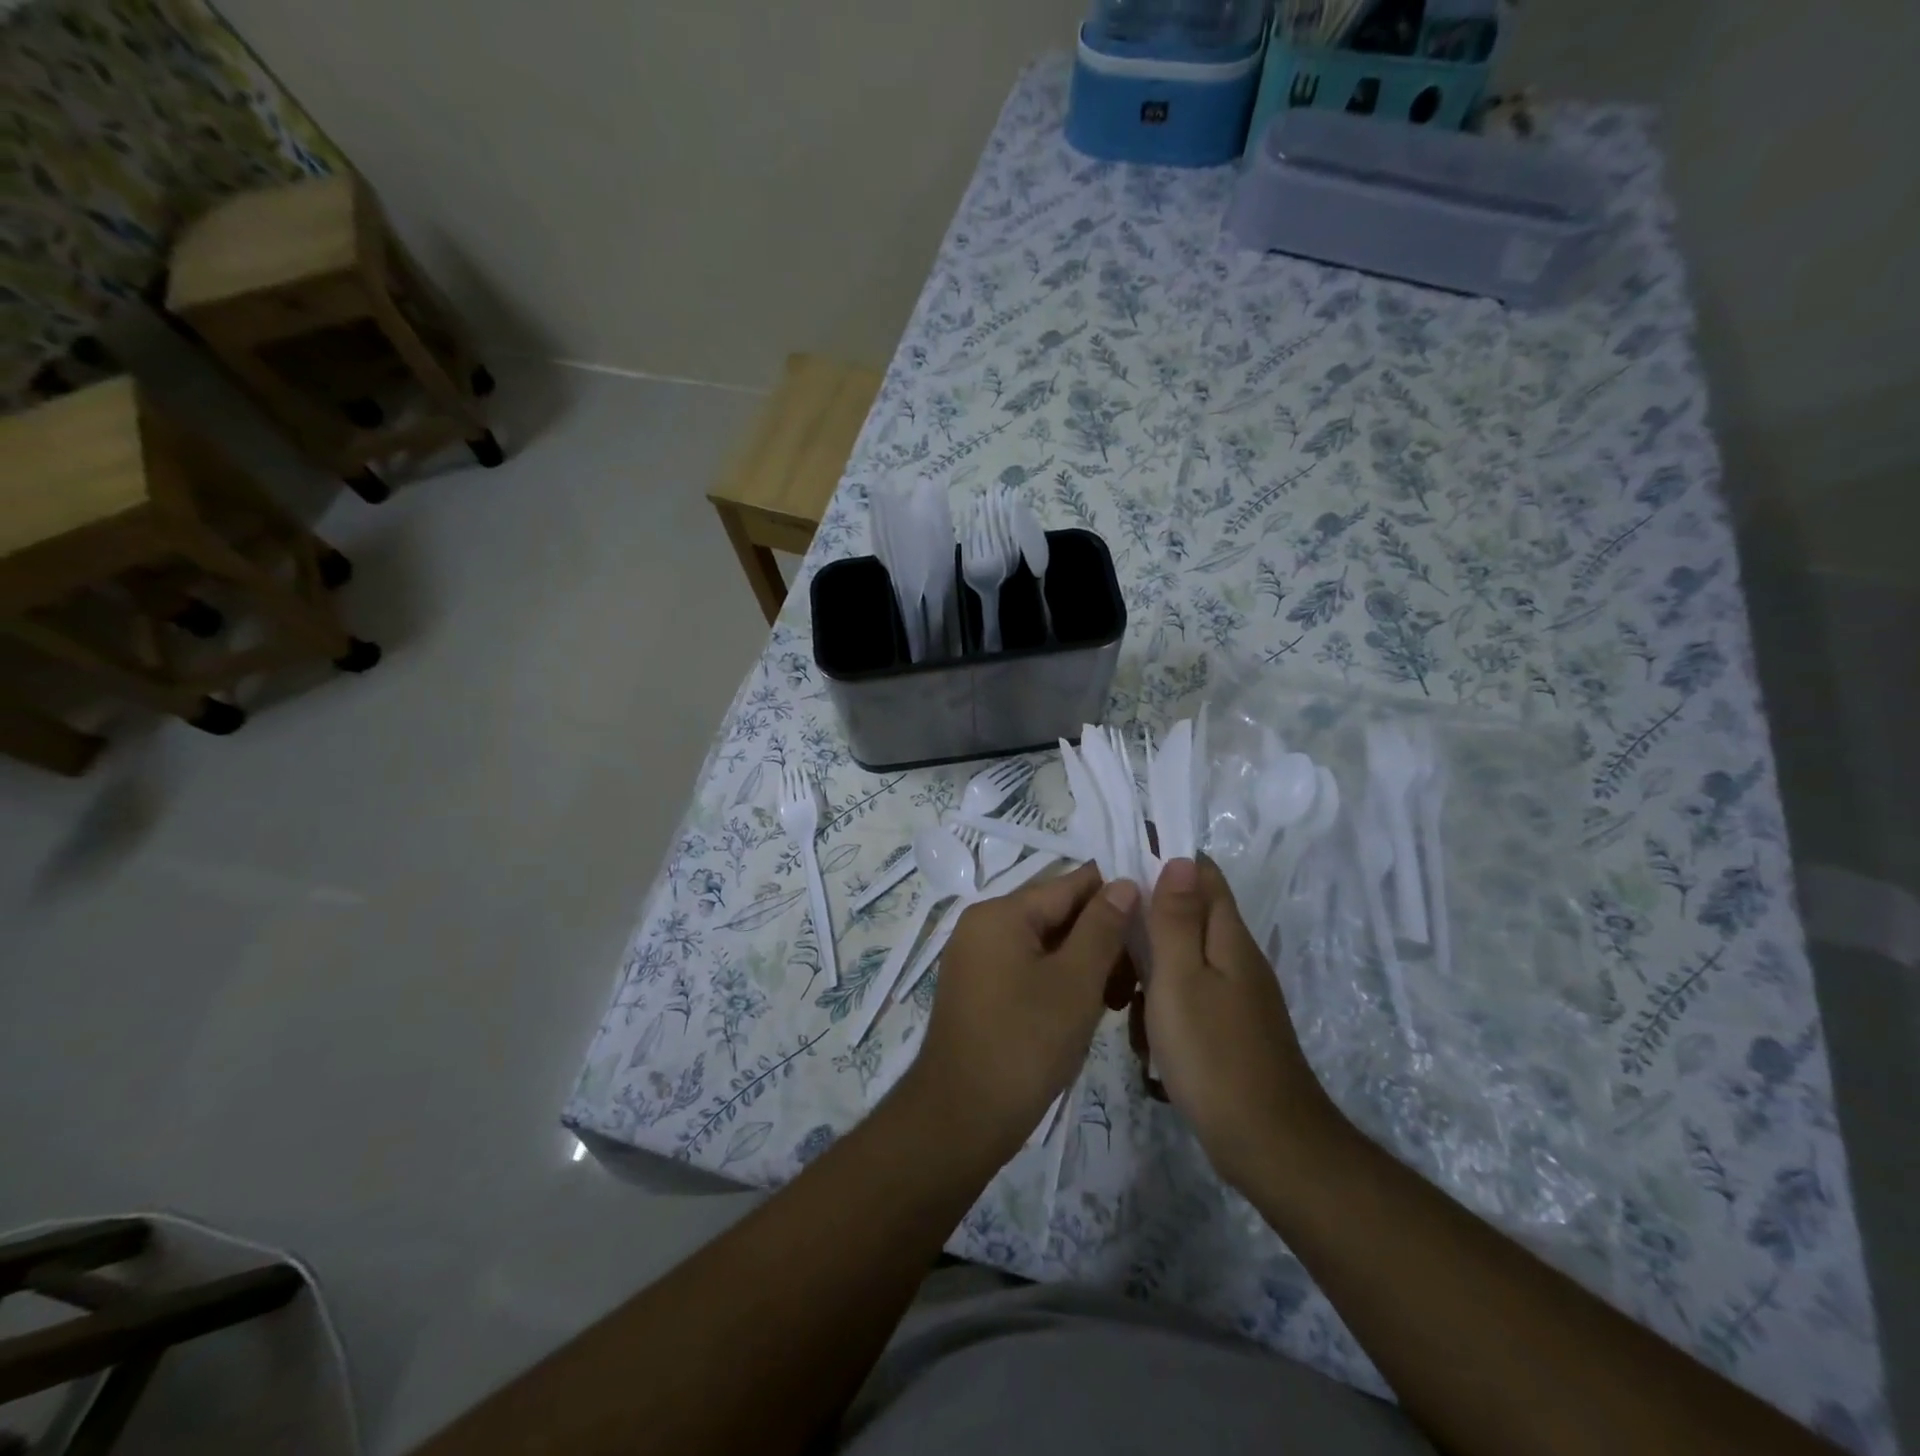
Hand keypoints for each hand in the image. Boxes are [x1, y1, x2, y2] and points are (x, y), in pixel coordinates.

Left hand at [900, 863, 1137, 1166]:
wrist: (962, 1118)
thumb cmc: (1025, 1044)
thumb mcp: (1075, 982)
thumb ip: (1102, 927)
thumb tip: (1122, 883)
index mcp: (1000, 913)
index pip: (1068, 885)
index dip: (1114, 894)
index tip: (1155, 912)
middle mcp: (982, 925)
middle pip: (1055, 913)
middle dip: (1101, 935)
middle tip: (1143, 969)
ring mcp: (977, 959)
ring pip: (1045, 944)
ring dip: (1085, 962)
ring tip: (1122, 996)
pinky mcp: (980, 990)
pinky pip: (1028, 968)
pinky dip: (1060, 980)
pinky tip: (1089, 1006)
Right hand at [1140, 857, 1338, 1192]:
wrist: (1269, 1146)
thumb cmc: (1214, 1055)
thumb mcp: (1181, 979)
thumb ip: (1177, 918)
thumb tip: (1179, 858)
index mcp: (1228, 937)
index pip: (1202, 874)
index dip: (1164, 861)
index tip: (1119, 870)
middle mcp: (1236, 958)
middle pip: (1187, 917)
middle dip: (1145, 927)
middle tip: (1110, 953)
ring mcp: (1235, 996)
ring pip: (1181, 962)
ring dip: (1148, 975)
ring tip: (1124, 1006)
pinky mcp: (1228, 1028)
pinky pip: (1186, 998)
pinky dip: (1161, 1009)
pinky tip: (1148, 1042)